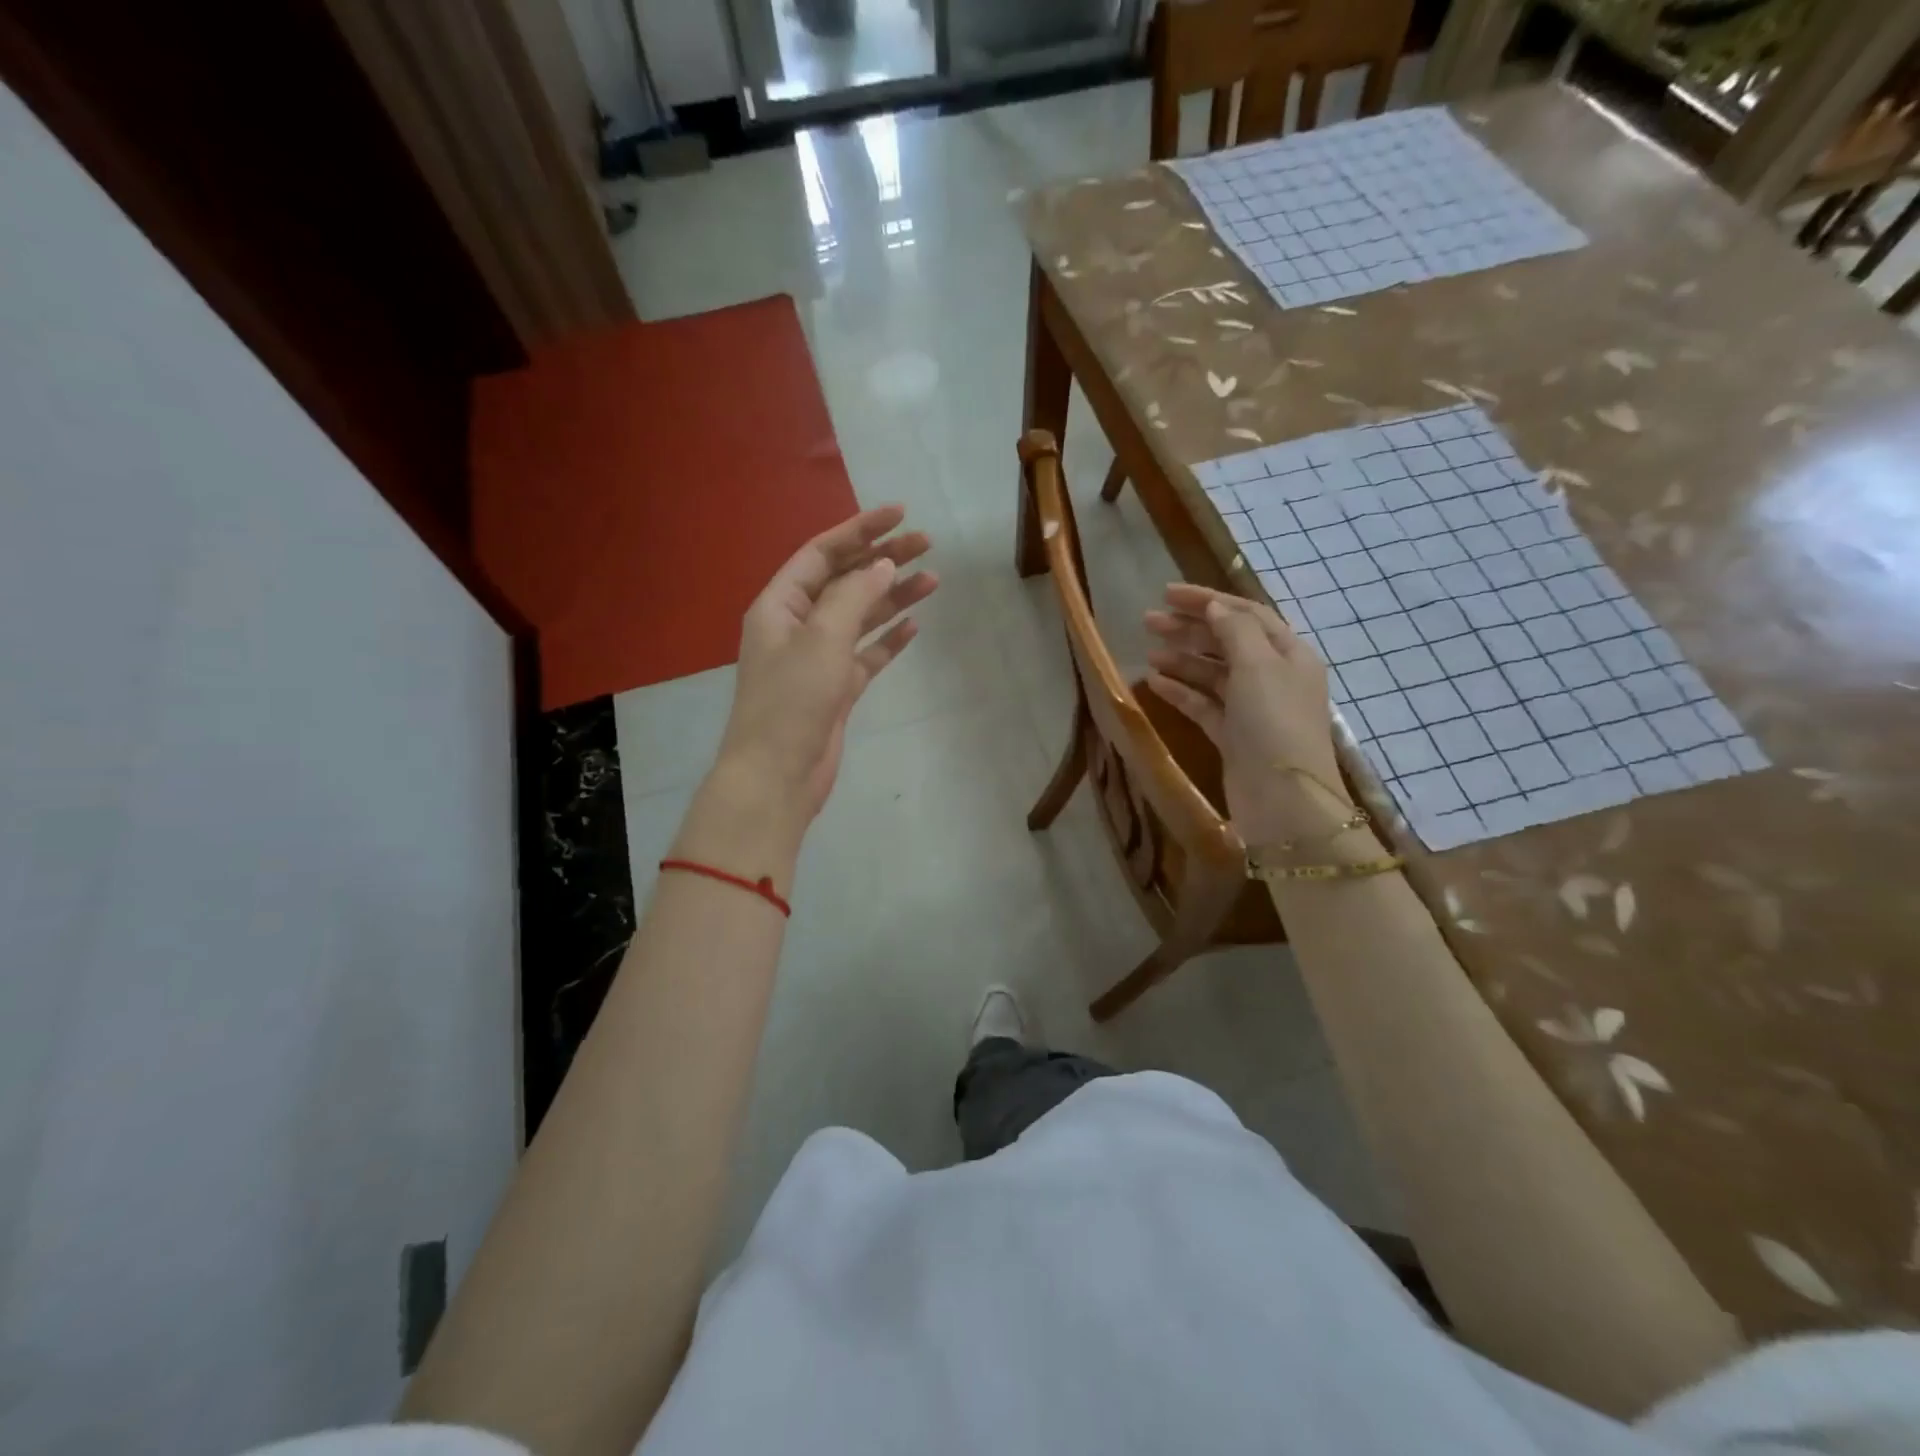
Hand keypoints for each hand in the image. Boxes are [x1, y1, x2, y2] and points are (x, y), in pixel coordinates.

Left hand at [713, 506, 937, 827]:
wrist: (778, 775)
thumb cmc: (792, 700)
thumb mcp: (822, 638)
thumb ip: (854, 596)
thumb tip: (883, 564)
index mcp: (780, 605)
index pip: (822, 553)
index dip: (860, 530)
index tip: (900, 514)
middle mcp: (797, 626)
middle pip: (845, 581)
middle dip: (883, 560)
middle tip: (927, 545)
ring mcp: (818, 659)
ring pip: (860, 617)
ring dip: (893, 598)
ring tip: (934, 580)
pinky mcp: (836, 689)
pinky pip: (866, 655)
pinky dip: (888, 640)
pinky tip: (914, 627)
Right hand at [1144, 584, 1358, 847]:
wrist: (1283, 800)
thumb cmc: (1273, 722)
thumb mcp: (1258, 665)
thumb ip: (1234, 629)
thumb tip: (1214, 605)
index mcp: (1288, 654)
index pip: (1245, 613)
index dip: (1207, 600)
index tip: (1166, 593)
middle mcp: (1272, 677)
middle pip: (1227, 641)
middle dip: (1189, 628)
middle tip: (1147, 621)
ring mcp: (1251, 708)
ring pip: (1212, 674)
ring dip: (1182, 659)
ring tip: (1148, 652)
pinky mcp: (1232, 736)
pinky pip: (1203, 705)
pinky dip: (1181, 692)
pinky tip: (1154, 683)